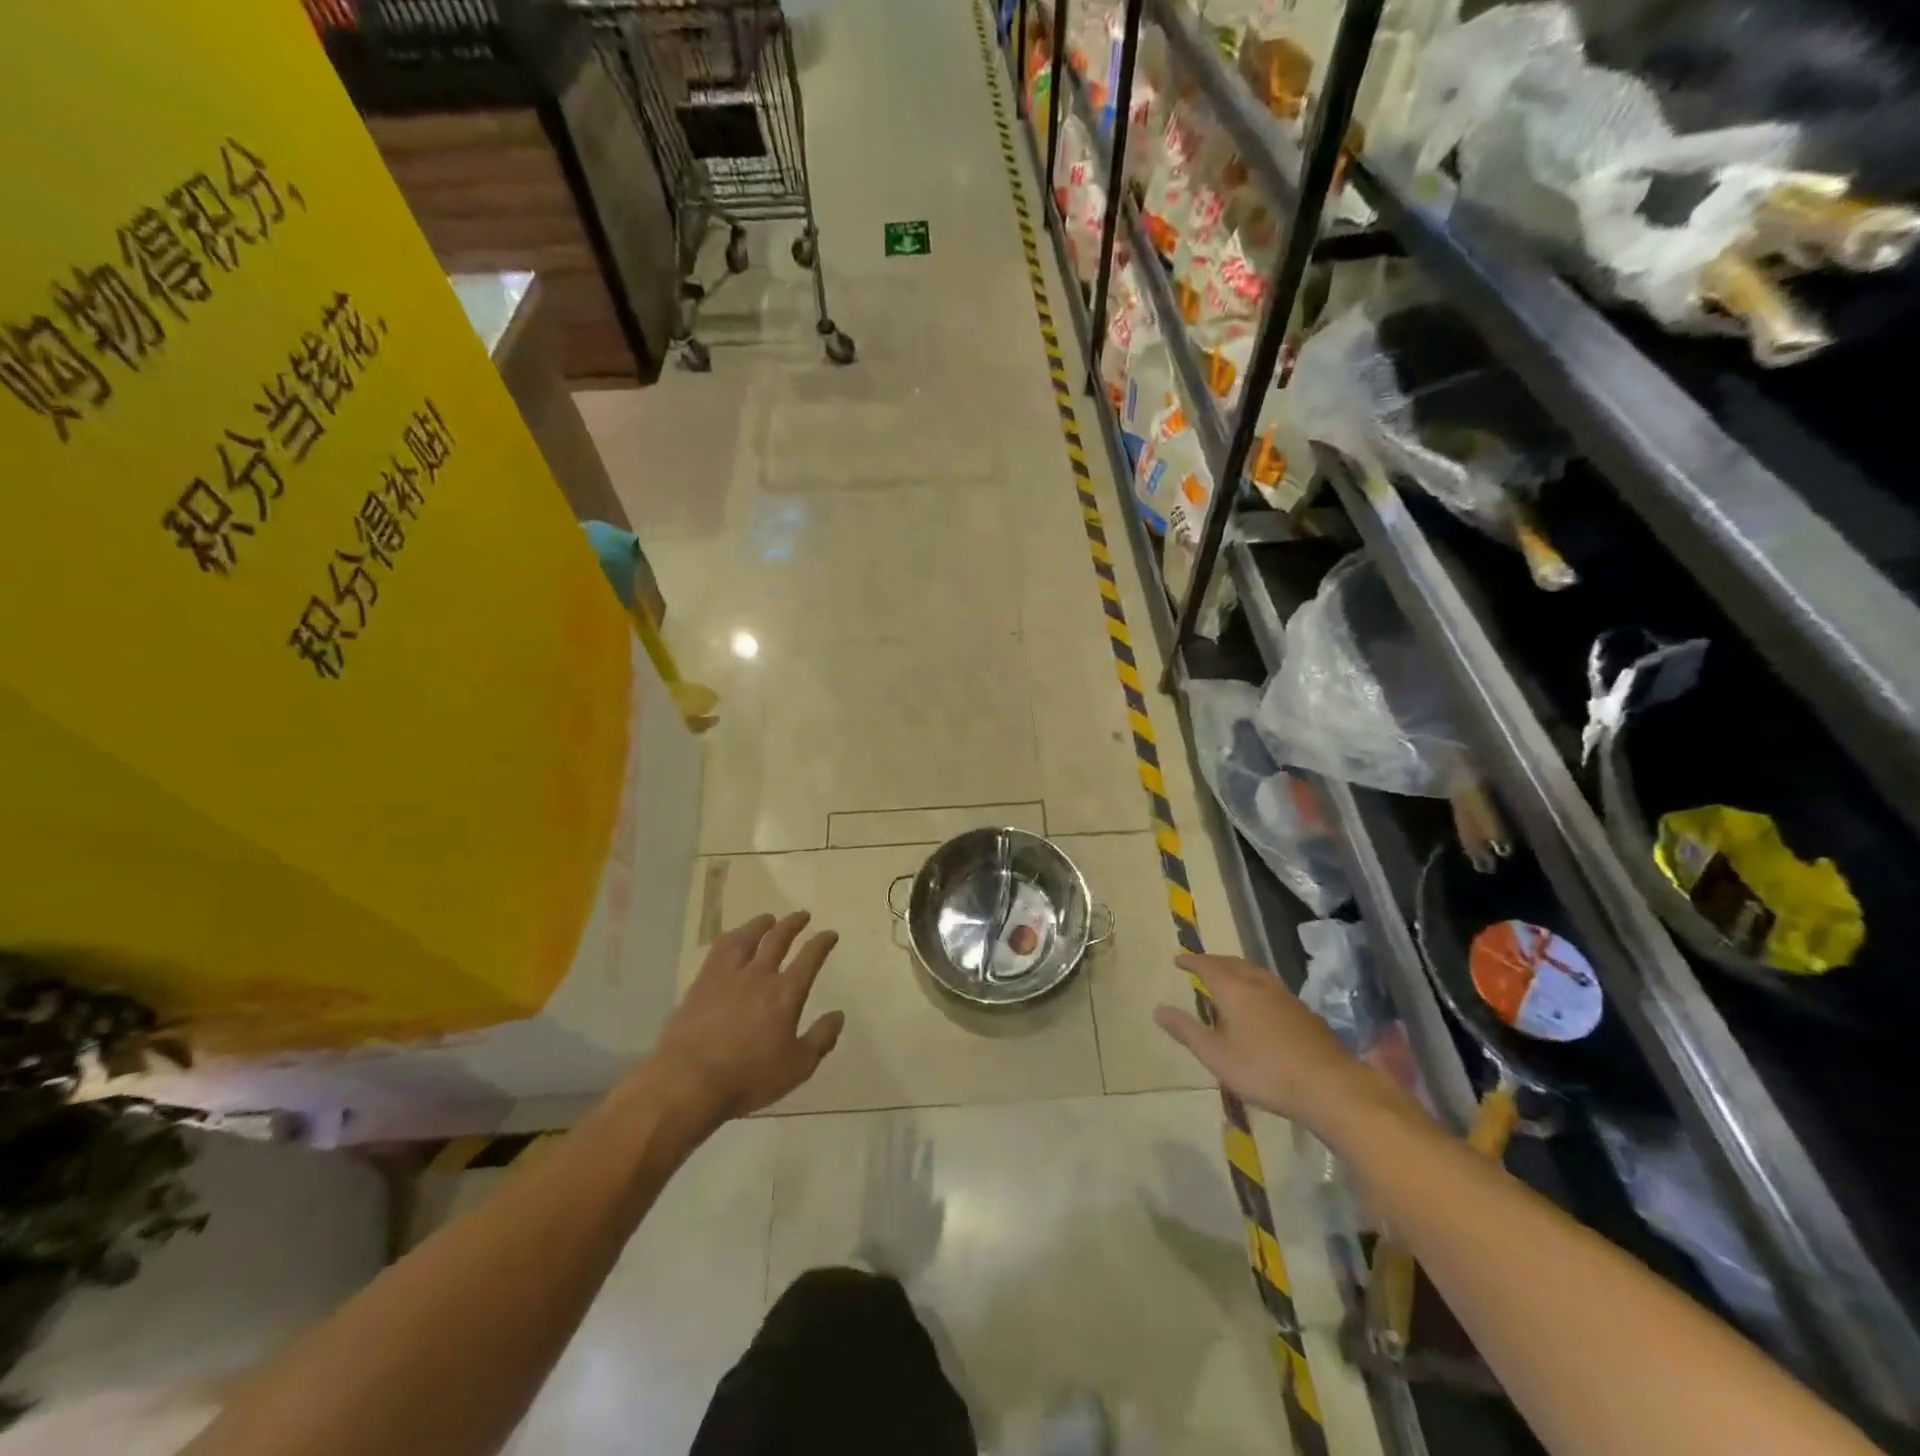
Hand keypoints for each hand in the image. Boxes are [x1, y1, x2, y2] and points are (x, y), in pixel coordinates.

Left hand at [649, 912, 843, 1124]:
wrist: (688, 1081)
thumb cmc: (748, 1078)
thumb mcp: (796, 1067)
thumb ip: (820, 1039)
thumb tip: (838, 1015)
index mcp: (786, 993)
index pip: (810, 958)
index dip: (822, 943)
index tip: (830, 934)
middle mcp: (759, 975)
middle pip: (778, 939)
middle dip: (793, 924)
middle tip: (802, 915)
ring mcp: (727, 976)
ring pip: (747, 938)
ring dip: (760, 925)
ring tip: (768, 919)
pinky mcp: (701, 983)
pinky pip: (719, 950)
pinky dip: (730, 938)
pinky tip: (731, 940)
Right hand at [1154, 953, 1383, 1130]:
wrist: (1331, 1087)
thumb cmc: (1265, 1071)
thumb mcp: (1217, 1056)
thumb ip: (1187, 1031)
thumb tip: (1158, 1010)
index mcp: (1235, 990)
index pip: (1207, 966)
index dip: (1192, 961)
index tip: (1178, 959)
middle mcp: (1259, 984)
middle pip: (1233, 963)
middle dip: (1214, 962)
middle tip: (1200, 965)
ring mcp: (1285, 997)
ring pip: (1254, 973)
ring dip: (1236, 970)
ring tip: (1227, 978)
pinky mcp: (1304, 1012)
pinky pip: (1270, 986)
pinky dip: (1254, 984)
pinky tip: (1258, 1002)